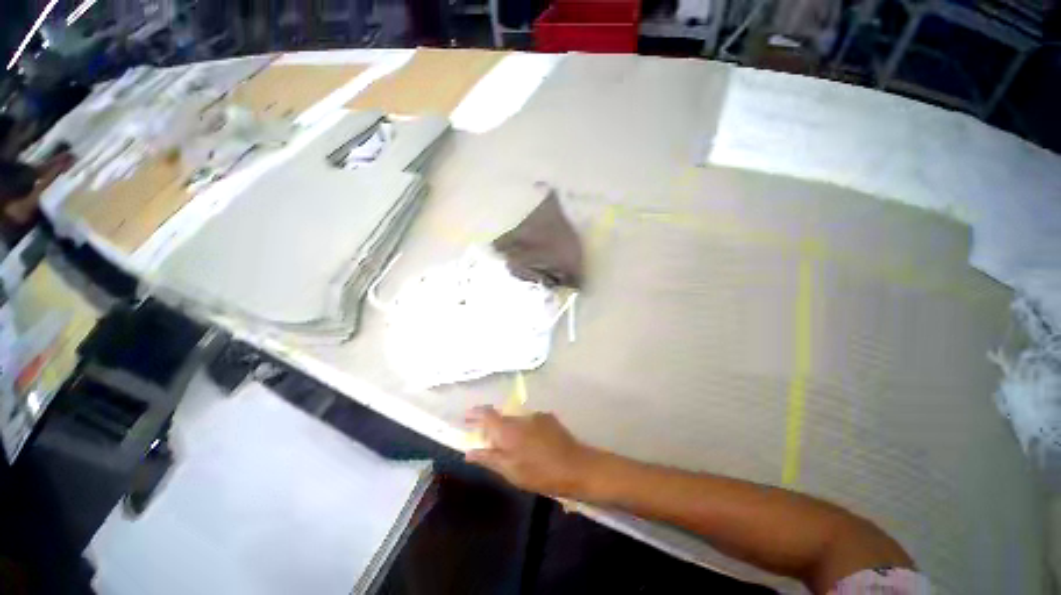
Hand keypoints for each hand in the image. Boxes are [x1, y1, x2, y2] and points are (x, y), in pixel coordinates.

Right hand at [464, 406, 595, 496]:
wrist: (576, 466)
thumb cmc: (540, 473)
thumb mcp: (511, 471)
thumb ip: (489, 458)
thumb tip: (469, 451)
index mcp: (509, 430)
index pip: (487, 414)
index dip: (475, 413)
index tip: (466, 417)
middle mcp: (521, 417)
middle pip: (501, 417)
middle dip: (493, 427)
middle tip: (488, 442)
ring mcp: (536, 416)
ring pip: (516, 420)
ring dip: (511, 430)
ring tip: (513, 448)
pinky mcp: (548, 418)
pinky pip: (530, 422)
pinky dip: (525, 430)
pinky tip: (531, 446)